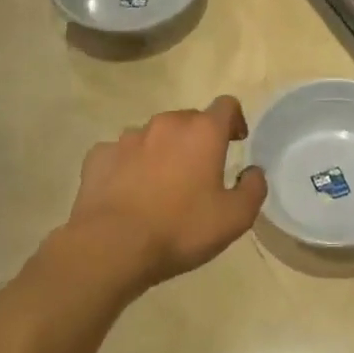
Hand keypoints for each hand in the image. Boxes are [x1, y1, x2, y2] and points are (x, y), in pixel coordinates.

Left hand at [65, 97, 268, 296]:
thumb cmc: (180, 228)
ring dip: (162, 151)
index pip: (226, 105)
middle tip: (199, 172)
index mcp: (203, 132)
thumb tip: (253, 172)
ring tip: (160, 185)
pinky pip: (120, 153)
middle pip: (189, 120)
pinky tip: (128, 192)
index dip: (234, 120)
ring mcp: (128, 137)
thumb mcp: (235, 218)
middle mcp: (166, 124)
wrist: (111, 247)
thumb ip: (253, 189)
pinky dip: (128, 166)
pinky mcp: (99, 155)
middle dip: (197, 139)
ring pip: (153, 135)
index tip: (236, 141)